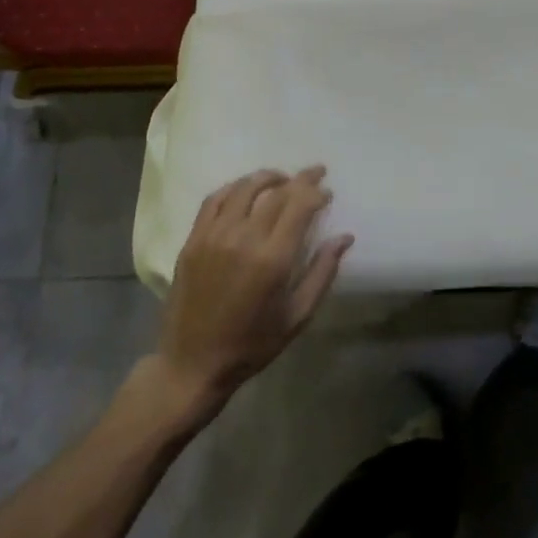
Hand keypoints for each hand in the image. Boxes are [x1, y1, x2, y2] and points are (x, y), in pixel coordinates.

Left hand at [153, 167, 352, 413]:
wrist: (193, 364)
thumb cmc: (252, 344)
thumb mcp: (298, 316)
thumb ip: (323, 272)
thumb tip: (345, 237)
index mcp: (273, 259)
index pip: (299, 205)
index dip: (316, 192)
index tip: (327, 193)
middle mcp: (243, 239)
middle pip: (276, 192)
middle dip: (300, 179)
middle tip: (315, 173)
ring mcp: (214, 236)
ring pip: (244, 189)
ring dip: (268, 177)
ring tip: (283, 178)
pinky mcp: (193, 240)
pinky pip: (214, 200)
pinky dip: (234, 187)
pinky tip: (245, 189)